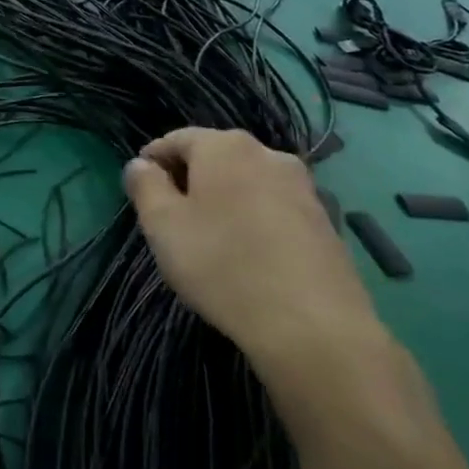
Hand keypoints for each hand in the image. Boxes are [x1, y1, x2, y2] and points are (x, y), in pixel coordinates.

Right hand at [122, 128, 381, 369]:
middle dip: (190, 181)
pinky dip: (255, 221)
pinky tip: (250, 257)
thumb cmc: (223, 265)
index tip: (142, 193)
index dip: (153, 162)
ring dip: (225, 201)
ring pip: (247, 183)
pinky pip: (275, 208)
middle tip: (172, 220)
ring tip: (212, 241)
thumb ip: (144, 185)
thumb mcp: (162, 225)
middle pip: (215, 158)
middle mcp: (268, 154)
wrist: (314, 328)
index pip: (176, 139)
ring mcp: (303, 187)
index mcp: (225, 146)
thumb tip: (141, 164)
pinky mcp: (326, 222)